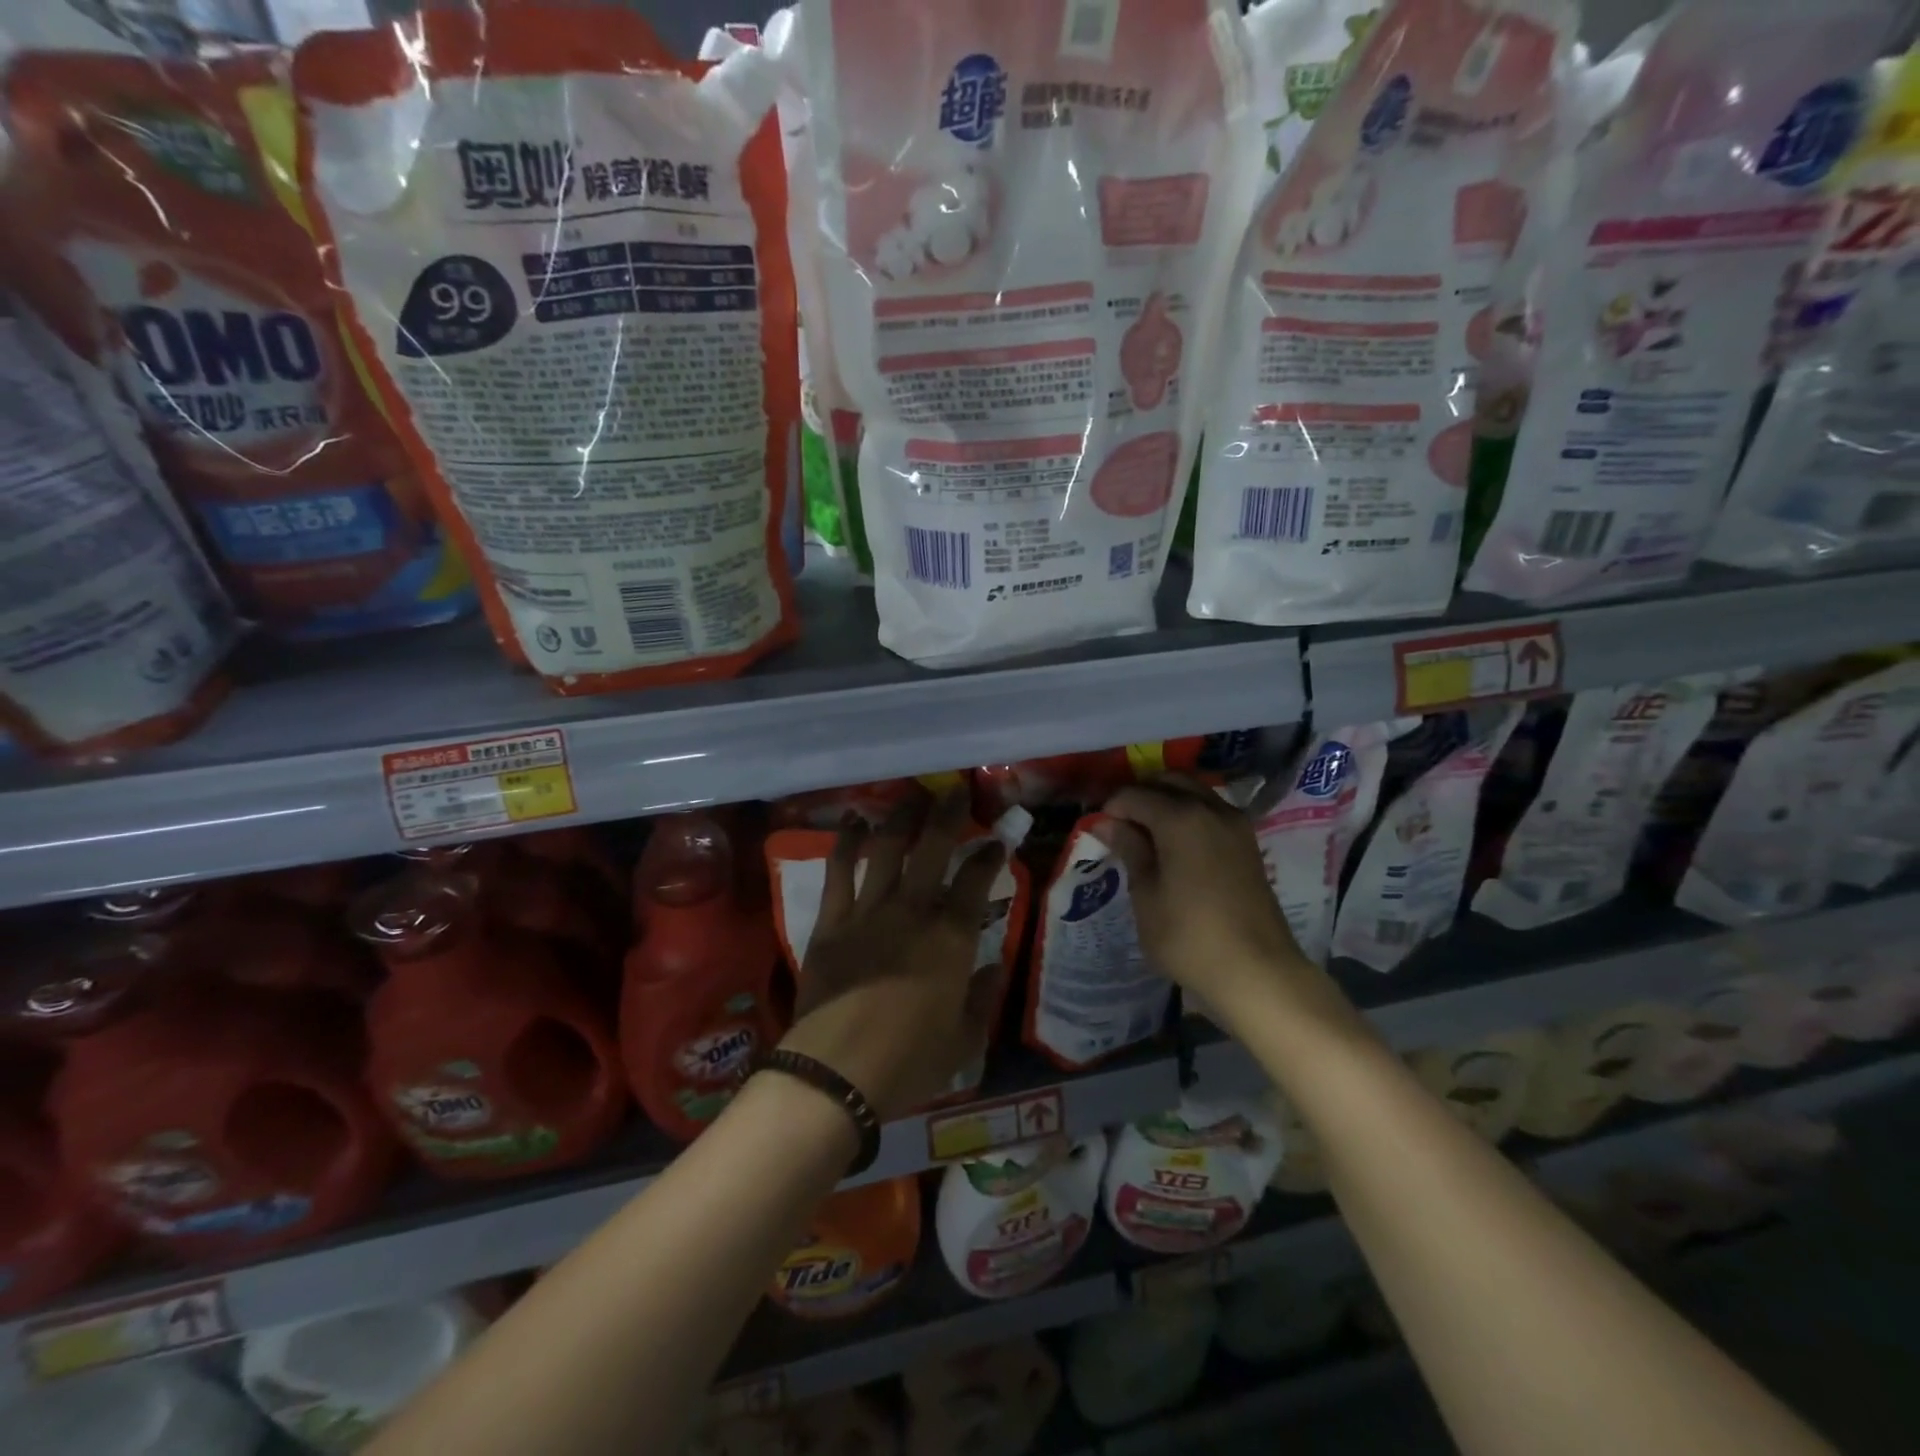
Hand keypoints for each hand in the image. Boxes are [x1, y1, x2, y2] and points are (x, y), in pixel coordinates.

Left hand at [782, 795, 1006, 1120]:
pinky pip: (839, 871)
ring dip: (900, 817)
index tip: (995, 841)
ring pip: (887, 848)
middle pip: (932, 848)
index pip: (976, 881)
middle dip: (947, 814)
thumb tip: (995, 964)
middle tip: (954, 792)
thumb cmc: (910, 1060)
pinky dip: (846, 843)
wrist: (837, 1071)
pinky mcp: (832, 920)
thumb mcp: (965, 1038)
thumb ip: (984, 996)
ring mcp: (869, 910)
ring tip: (910, 795)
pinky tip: (854, 821)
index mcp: (952, 937)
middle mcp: (913, 910)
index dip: (988, 855)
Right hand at [1103, 776, 1349, 1033]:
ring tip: (1146, 834)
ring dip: (1167, 802)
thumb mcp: (1147, 896)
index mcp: (1181, 817)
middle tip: (1120, 825)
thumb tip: (1107, 822)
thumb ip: (1130, 850)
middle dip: (1141, 795)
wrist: (1257, 972)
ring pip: (1194, 793)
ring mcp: (1235, 824)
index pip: (1135, 795)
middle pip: (1169, 782)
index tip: (1098, 829)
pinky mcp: (1248, 843)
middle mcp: (1211, 809)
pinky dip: (1189, 815)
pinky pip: (1211, 811)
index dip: (1111, 808)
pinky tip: (1175, 845)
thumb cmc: (1189, 936)